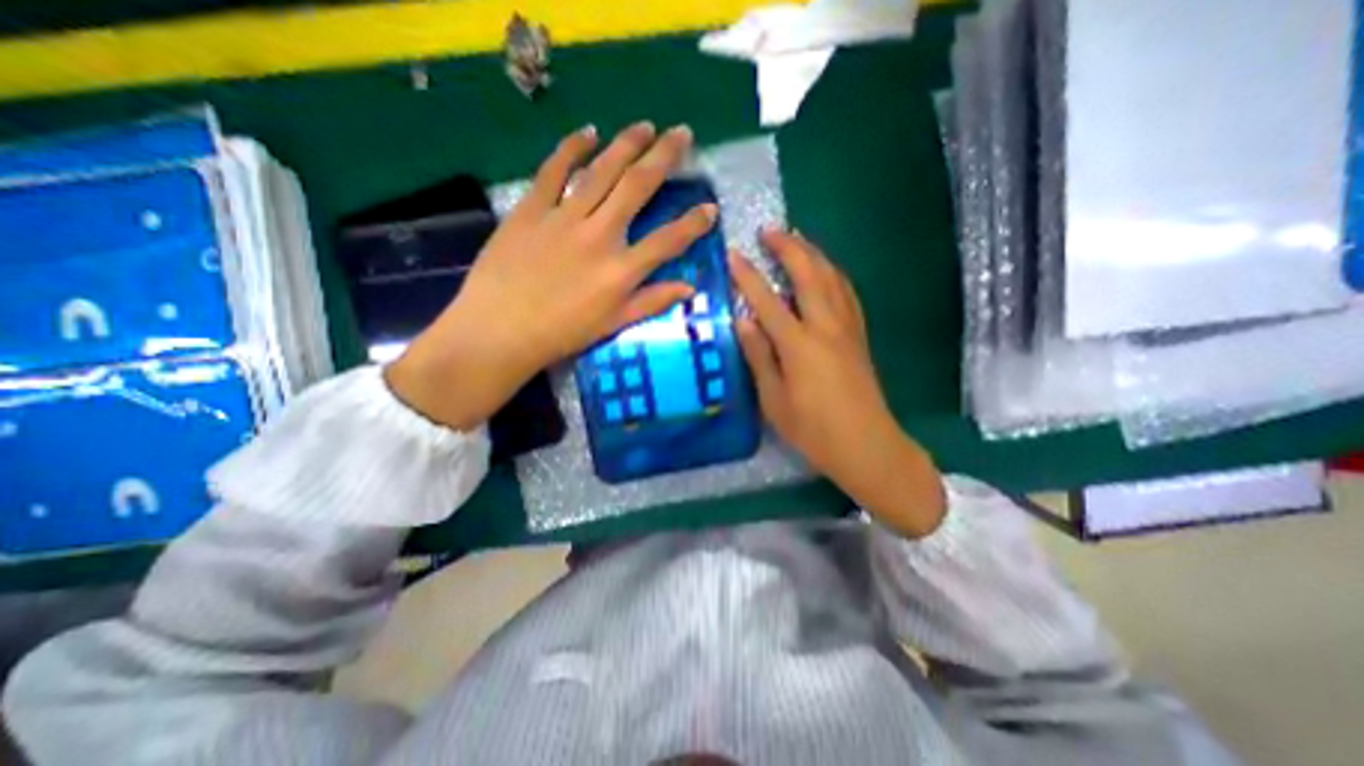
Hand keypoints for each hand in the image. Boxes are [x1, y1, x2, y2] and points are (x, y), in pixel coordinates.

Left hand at [384, 122, 714, 428]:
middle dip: (664, 157)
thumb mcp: (613, 324)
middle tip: (681, 133)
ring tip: (645, 126)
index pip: (668, 240)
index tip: (710, 208)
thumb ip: (652, 302)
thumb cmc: (562, 333)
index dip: (694, 223)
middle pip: (638, 187)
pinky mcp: (532, 209)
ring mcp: (565, 217)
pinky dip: (572, 148)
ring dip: (627, 144)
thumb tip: (689, 289)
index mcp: (622, 270)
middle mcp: (600, 235)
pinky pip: (554, 170)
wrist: (500, 330)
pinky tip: (588, 133)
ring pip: (602, 171)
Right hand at [729, 230, 945, 534]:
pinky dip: (833, 274)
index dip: (748, 276)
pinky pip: (847, 293)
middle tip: (769, 230)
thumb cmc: (814, 430)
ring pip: (832, 278)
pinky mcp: (859, 336)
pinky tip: (826, 271)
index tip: (733, 254)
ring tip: (796, 239)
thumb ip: (759, 356)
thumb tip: (744, 321)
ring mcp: (848, 329)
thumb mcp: (774, 400)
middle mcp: (827, 327)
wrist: (867, 446)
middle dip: (789, 247)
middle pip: (809, 275)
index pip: (768, 301)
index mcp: (800, 346)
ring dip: (813, 254)